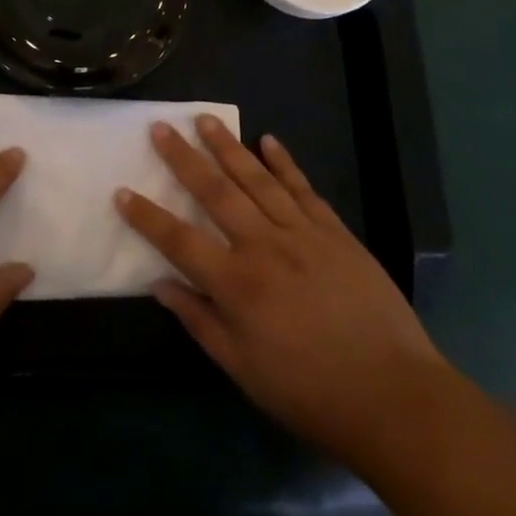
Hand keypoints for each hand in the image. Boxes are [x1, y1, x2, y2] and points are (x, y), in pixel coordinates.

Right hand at [116, 114, 446, 470]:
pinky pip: (302, 188)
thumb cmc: (309, 392)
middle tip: (161, 127)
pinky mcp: (334, 231)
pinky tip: (268, 140)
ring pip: (256, 178)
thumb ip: (200, 322)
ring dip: (228, 146)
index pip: (178, 240)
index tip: (121, 191)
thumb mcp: (244, 370)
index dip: (146, 216)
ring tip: (205, 120)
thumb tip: (160, 285)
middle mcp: (263, 246)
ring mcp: (301, 233)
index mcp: (237, 284)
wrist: (393, 396)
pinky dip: (284, 162)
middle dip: (183, 158)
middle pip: (215, 192)